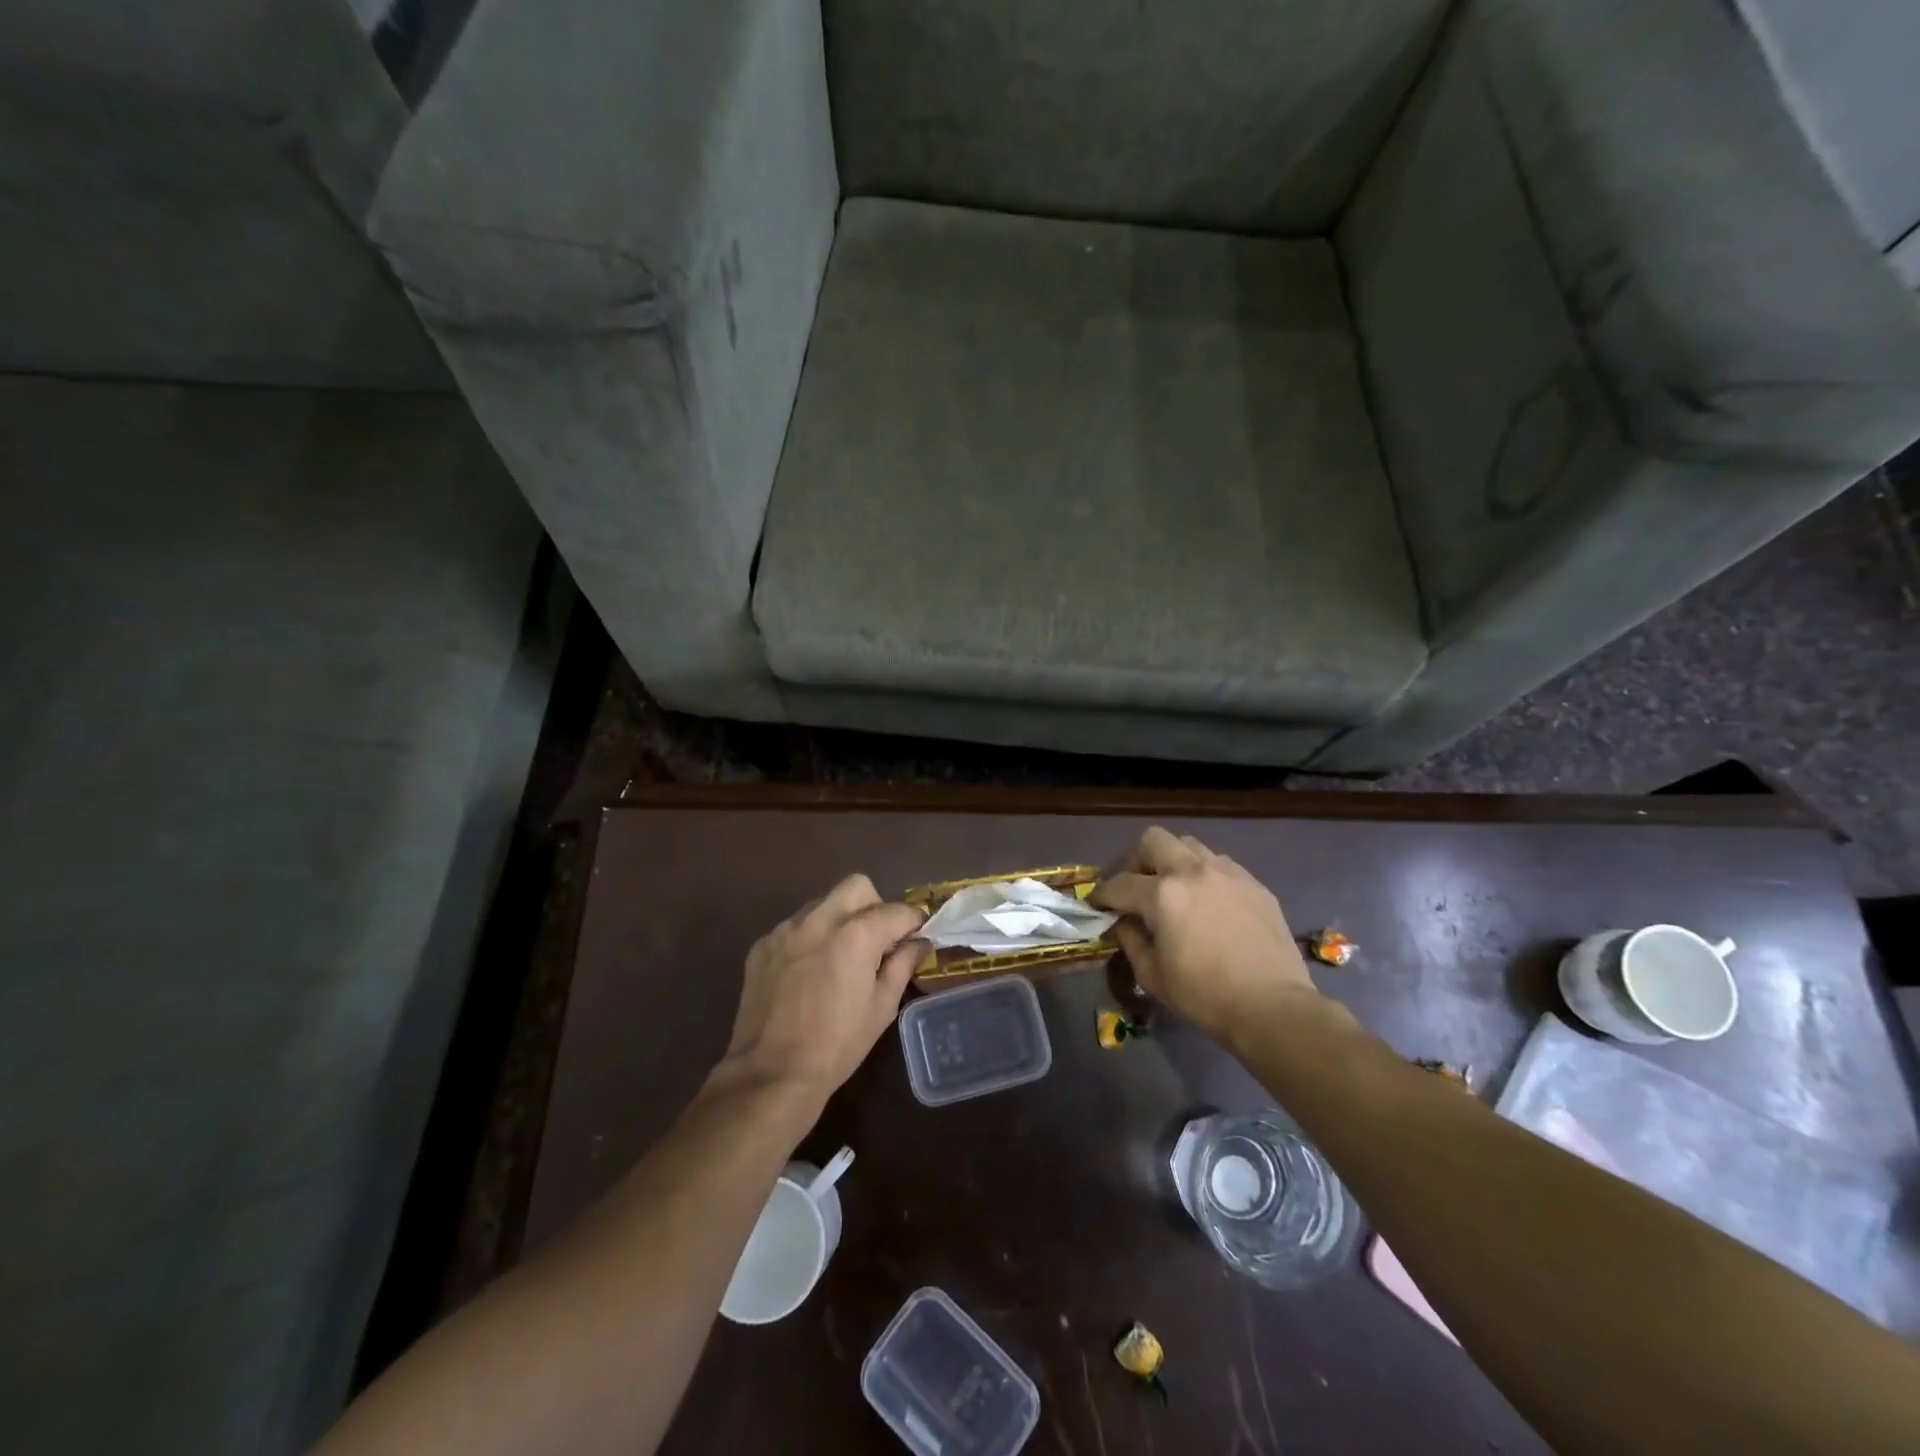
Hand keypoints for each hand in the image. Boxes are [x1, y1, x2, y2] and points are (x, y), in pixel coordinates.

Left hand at [719, 874, 925, 1103]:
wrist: (771, 1074)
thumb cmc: (837, 1045)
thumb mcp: (882, 1007)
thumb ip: (902, 965)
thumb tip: (919, 942)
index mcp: (856, 935)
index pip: (897, 910)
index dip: (913, 923)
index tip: (916, 938)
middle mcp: (820, 920)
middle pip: (857, 886)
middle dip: (875, 906)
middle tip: (877, 941)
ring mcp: (786, 930)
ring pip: (823, 903)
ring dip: (840, 919)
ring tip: (840, 957)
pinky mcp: (763, 945)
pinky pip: (796, 926)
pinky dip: (810, 938)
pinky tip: (808, 972)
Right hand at [1093, 827, 1320, 1044]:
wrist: (1274, 1008)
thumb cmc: (1205, 996)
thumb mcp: (1152, 974)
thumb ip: (1130, 939)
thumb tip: (1121, 922)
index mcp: (1162, 894)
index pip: (1119, 883)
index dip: (1102, 895)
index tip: (1097, 904)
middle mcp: (1192, 871)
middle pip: (1153, 840)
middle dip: (1136, 861)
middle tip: (1136, 888)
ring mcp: (1228, 873)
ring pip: (1190, 846)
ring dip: (1173, 862)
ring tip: (1175, 891)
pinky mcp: (1254, 884)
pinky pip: (1220, 865)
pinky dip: (1205, 876)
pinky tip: (1208, 904)